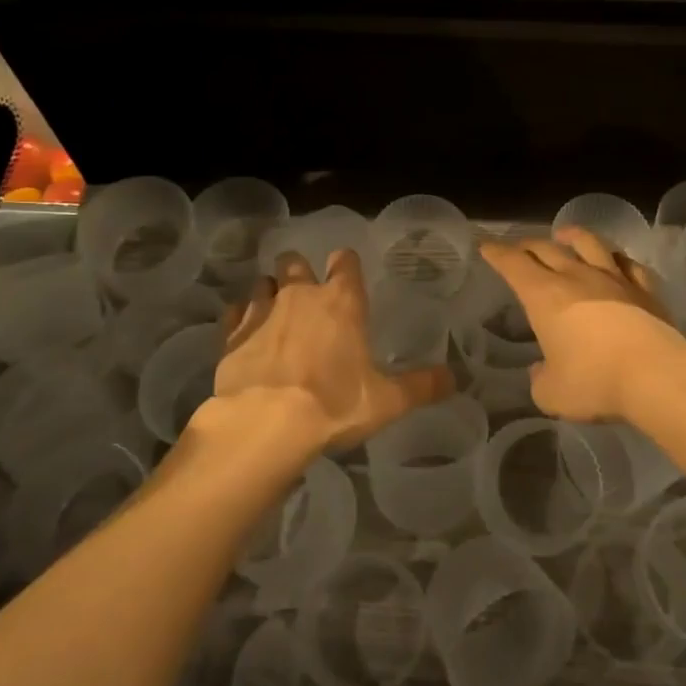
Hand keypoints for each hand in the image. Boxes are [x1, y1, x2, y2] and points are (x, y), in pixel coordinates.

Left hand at [210, 248, 452, 455]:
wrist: (265, 423)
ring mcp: (261, 312)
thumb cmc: (334, 404)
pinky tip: (245, 335)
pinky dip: (240, 319)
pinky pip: (235, 314)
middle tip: (305, 293)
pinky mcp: (231, 335)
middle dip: (299, 271)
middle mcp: (300, 295)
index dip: (346, 265)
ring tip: (275, 314)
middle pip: (295, 262)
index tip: (346, 274)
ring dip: (269, 292)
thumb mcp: (387, 401)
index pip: (345, 262)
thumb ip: (422, 386)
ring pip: (262, 283)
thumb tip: (454, 379)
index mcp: (342, 302)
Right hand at [476, 227, 685, 422]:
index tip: (486, 245)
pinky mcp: (646, 289)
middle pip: (547, 249)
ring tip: (565, 234)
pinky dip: (617, 259)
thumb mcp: (551, 394)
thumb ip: (540, 378)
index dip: (497, 253)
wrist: (655, 375)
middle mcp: (576, 277)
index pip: (513, 264)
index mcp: (544, 296)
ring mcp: (614, 279)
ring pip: (590, 244)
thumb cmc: (593, 382)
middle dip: (527, 245)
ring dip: (573, 236)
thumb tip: (542, 369)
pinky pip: (629, 264)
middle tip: (520, 247)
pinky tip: (617, 260)